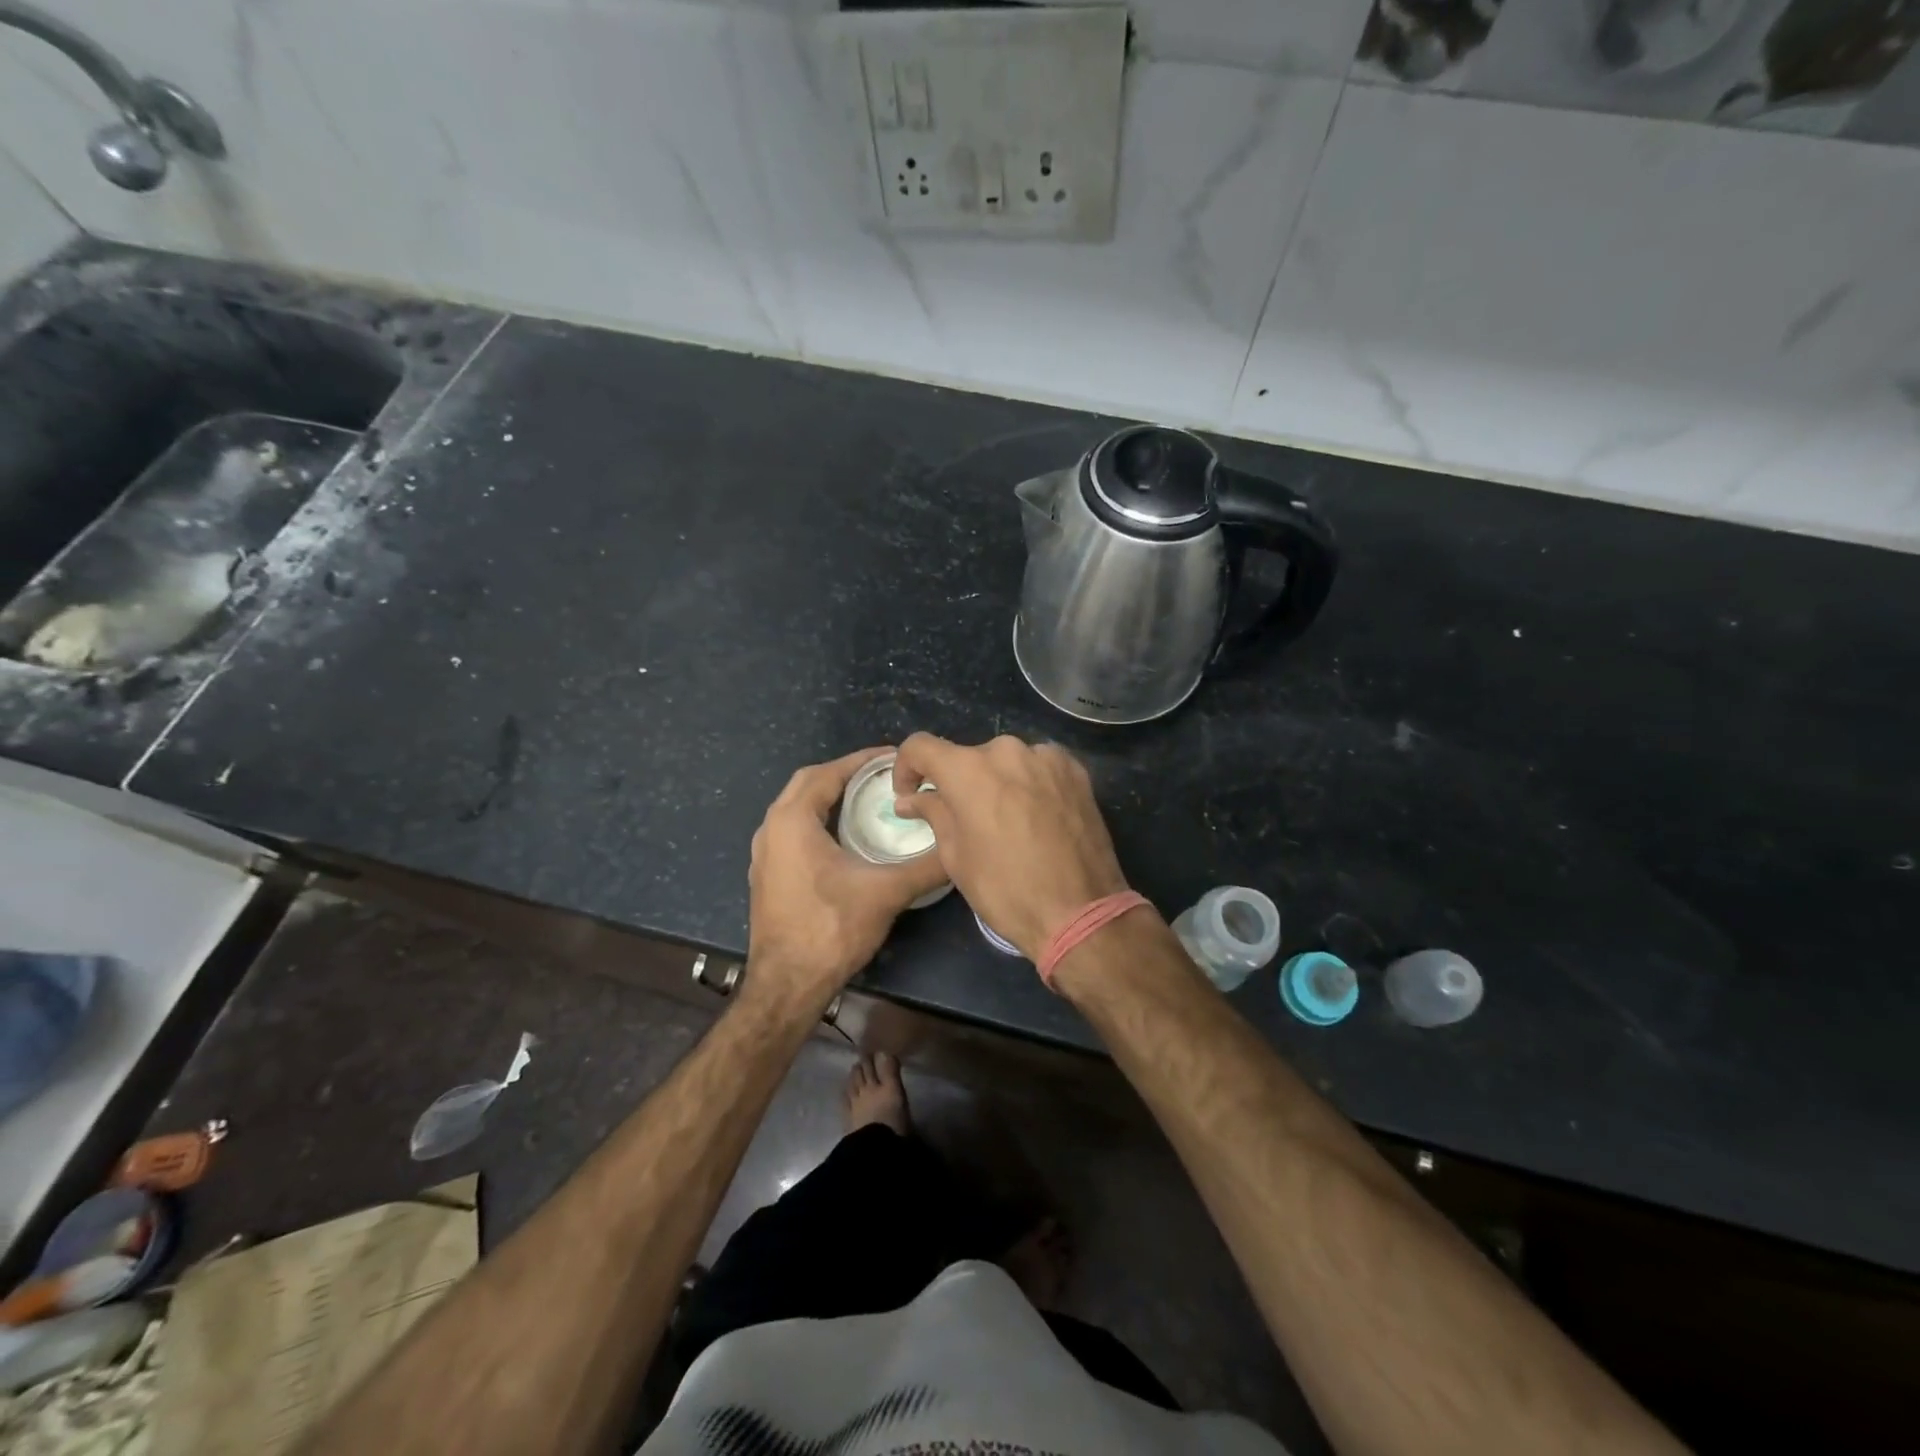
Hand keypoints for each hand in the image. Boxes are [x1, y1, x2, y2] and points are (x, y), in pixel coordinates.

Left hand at [747, 747, 948, 1005]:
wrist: (787, 986)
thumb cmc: (831, 929)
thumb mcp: (886, 892)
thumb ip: (926, 866)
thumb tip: (960, 846)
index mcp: (792, 821)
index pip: (828, 773)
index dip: (861, 761)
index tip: (893, 757)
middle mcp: (771, 829)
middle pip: (807, 784)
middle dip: (844, 774)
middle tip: (882, 776)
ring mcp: (765, 854)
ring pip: (797, 808)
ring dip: (829, 797)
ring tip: (868, 800)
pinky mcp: (768, 876)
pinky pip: (792, 831)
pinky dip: (818, 821)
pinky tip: (845, 838)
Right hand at [892, 734, 1128, 960]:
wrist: (1080, 911)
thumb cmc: (1006, 888)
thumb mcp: (956, 857)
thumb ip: (933, 814)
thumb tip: (910, 799)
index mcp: (969, 769)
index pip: (921, 746)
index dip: (906, 768)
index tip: (911, 795)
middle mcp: (1007, 750)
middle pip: (968, 757)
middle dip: (959, 784)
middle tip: (965, 821)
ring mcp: (1046, 757)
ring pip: (1006, 762)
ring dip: (998, 782)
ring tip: (1007, 822)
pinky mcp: (1076, 770)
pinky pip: (1039, 768)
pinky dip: (1029, 784)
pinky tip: (1036, 816)